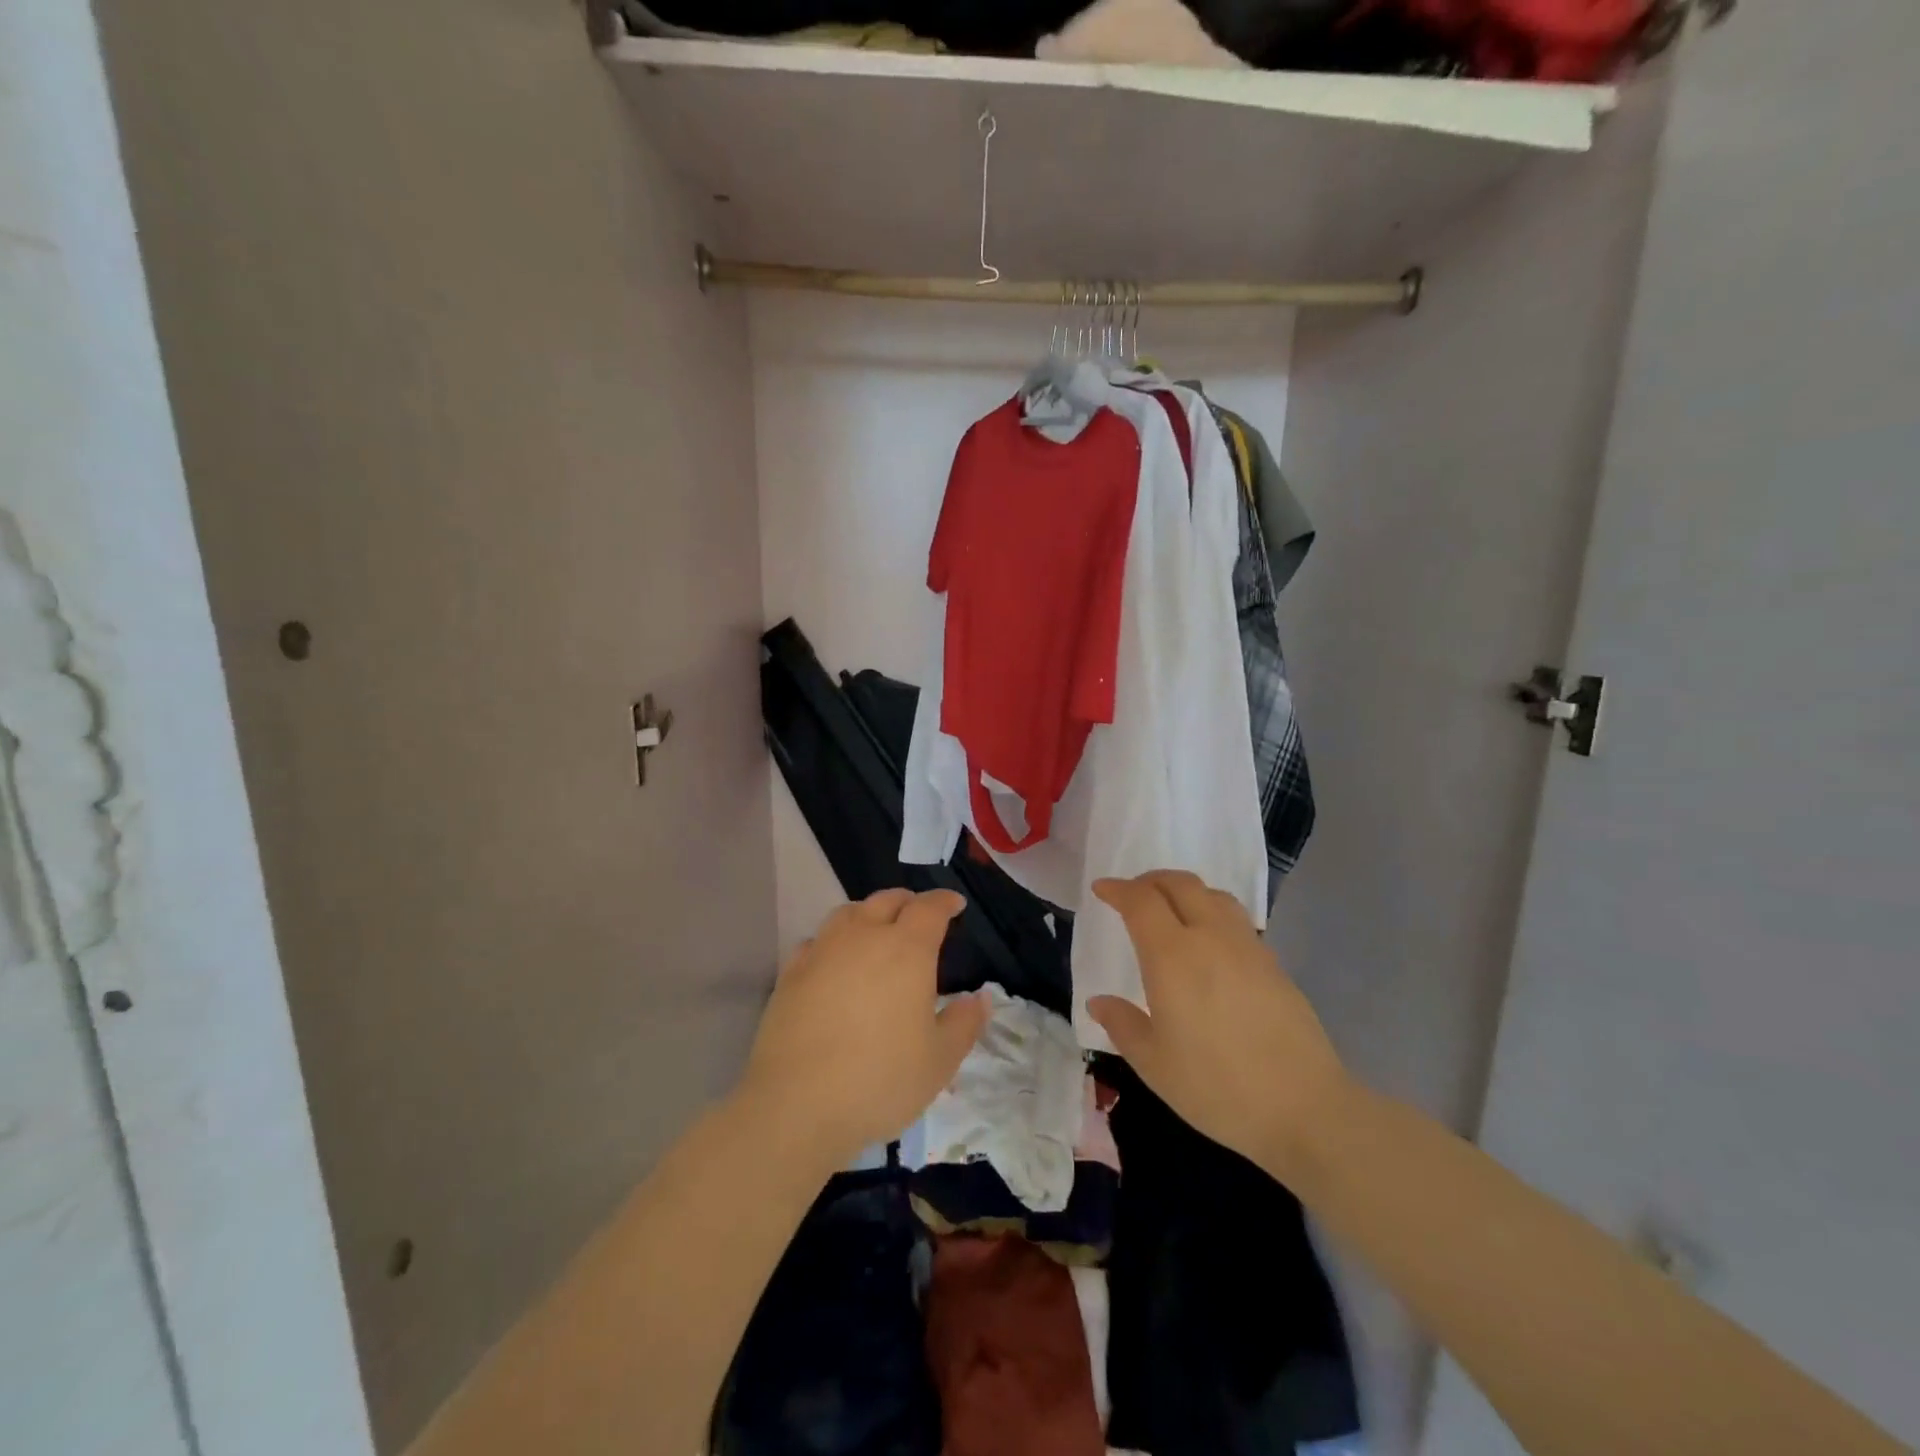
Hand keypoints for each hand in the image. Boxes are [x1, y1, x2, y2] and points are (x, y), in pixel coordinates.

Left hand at [736, 888, 987, 1170]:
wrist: (796, 1104)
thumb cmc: (880, 1079)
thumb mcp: (940, 1060)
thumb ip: (965, 1023)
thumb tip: (980, 997)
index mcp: (906, 950)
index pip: (929, 909)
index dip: (944, 901)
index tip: (955, 904)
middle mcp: (863, 937)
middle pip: (886, 901)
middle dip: (907, 902)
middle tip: (919, 914)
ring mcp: (822, 951)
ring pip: (848, 912)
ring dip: (869, 913)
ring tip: (877, 929)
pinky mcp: (791, 973)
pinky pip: (817, 940)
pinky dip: (833, 940)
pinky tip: (834, 959)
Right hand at [1087, 870, 1349, 1181]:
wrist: (1305, 1108)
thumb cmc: (1217, 1087)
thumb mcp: (1154, 1065)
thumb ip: (1122, 1025)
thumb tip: (1098, 1002)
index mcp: (1172, 956)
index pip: (1141, 901)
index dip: (1118, 889)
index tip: (1101, 889)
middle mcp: (1210, 937)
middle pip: (1180, 884)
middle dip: (1150, 881)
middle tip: (1132, 893)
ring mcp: (1248, 947)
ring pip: (1213, 894)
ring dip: (1185, 890)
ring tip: (1171, 909)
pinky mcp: (1274, 964)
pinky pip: (1236, 919)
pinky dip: (1212, 912)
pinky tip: (1210, 943)